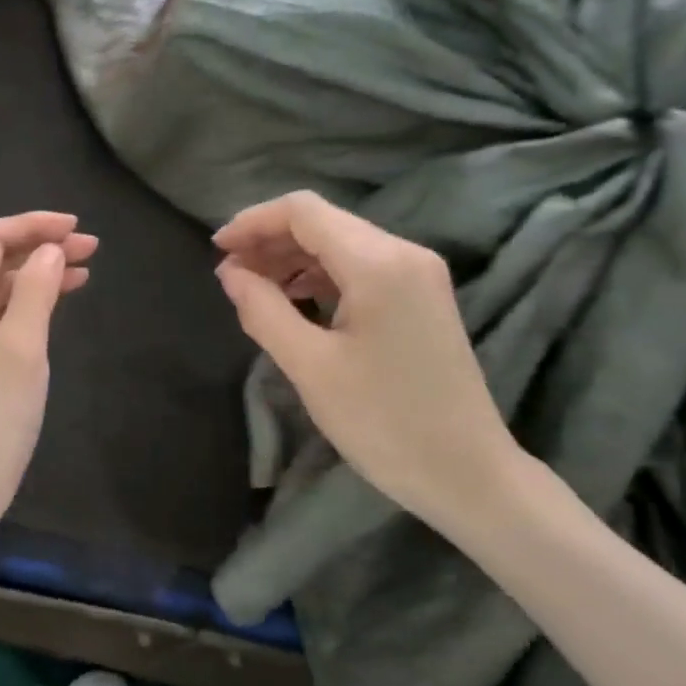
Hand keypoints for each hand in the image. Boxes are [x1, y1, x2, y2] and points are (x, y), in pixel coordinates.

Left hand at [0, 212, 95, 544]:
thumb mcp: (22, 347)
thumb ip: (36, 289)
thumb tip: (48, 249)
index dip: (34, 225)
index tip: (78, 227)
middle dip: (39, 248)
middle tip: (92, 248)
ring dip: (35, 276)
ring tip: (82, 272)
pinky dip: (25, 306)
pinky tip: (53, 307)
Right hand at [213, 191, 529, 542]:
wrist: (468, 474)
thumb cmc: (384, 423)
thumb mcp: (310, 367)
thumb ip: (263, 309)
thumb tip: (230, 272)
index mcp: (378, 263)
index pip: (303, 211)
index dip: (253, 222)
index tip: (216, 250)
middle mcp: (404, 253)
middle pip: (323, 222)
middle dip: (270, 240)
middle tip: (229, 275)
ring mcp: (418, 274)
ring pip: (341, 243)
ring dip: (293, 258)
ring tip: (254, 289)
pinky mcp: (421, 297)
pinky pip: (360, 267)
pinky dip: (320, 275)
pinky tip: (295, 300)